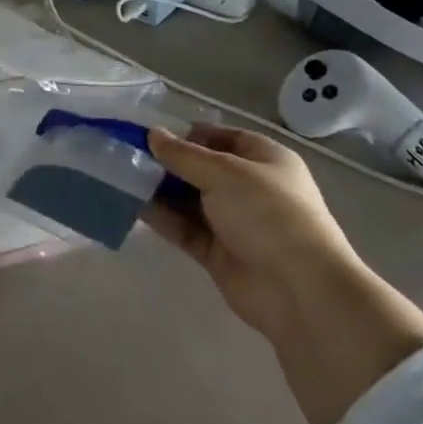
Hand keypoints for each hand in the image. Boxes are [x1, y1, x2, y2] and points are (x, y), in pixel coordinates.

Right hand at [141, 124, 354, 341]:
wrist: (299, 290)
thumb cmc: (269, 214)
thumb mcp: (225, 173)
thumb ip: (184, 155)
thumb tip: (152, 134)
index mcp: (264, 159)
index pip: (222, 137)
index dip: (189, 135)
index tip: (153, 137)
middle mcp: (249, 188)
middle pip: (201, 169)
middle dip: (168, 163)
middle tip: (129, 158)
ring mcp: (233, 222)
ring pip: (189, 199)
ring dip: (160, 190)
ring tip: (123, 179)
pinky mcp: (217, 253)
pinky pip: (184, 228)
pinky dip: (162, 218)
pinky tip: (133, 206)